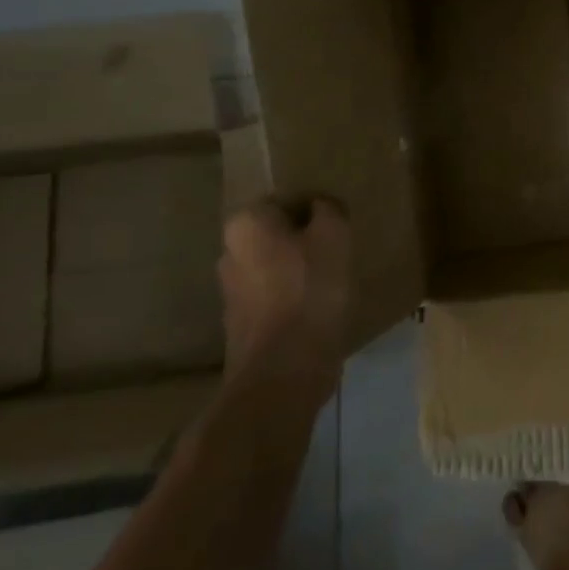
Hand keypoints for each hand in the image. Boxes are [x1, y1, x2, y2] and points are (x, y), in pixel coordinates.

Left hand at [219, 198, 352, 382]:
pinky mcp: (242, 324)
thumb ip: (328, 209)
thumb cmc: (309, 289)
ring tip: (334, 280)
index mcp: (245, 223)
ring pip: (276, 266)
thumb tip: (321, 207)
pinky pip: (275, 297)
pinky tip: (319, 308)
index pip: (286, 199)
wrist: (284, 370)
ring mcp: (231, 291)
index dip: (317, 209)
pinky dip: (295, 298)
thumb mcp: (334, 235)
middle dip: (305, 239)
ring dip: (301, 269)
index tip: (339, 225)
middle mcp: (229, 252)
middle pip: (278, 233)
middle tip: (339, 249)